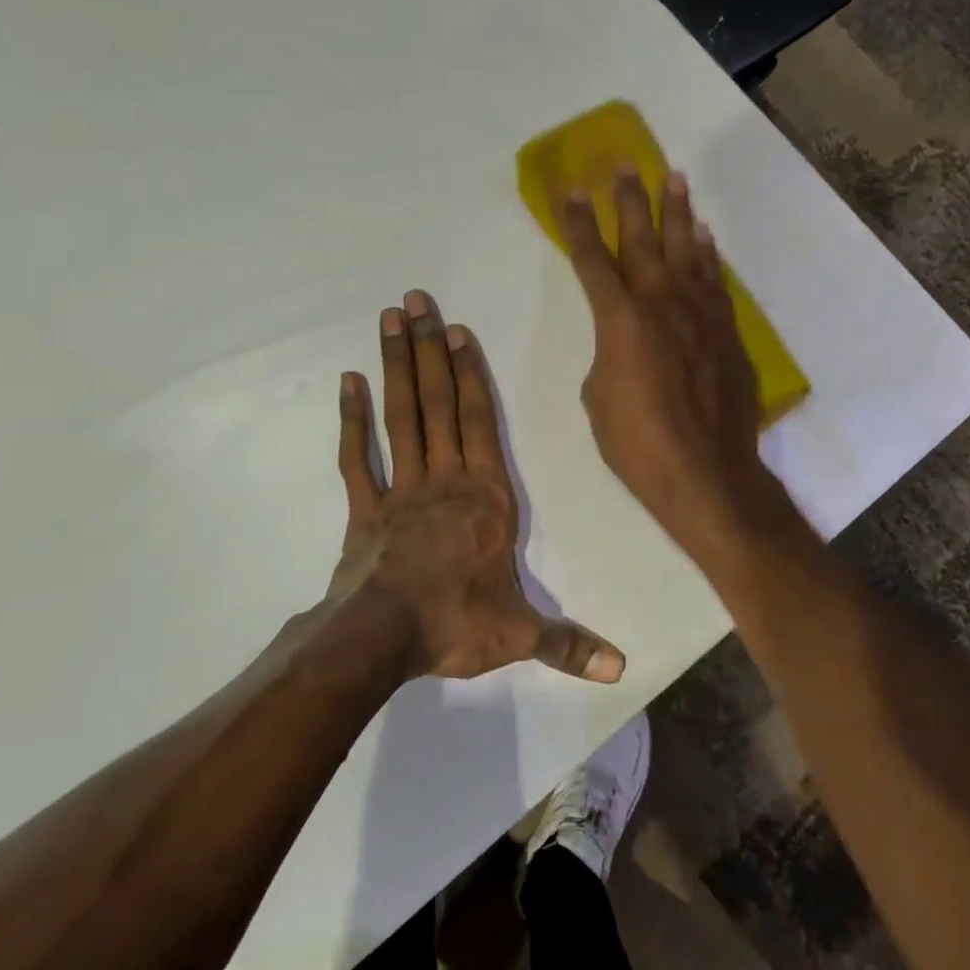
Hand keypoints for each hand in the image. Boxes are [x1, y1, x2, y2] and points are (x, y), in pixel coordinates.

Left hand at [328, 290, 623, 683]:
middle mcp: (445, 479)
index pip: (479, 423)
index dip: (470, 374)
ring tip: (390, 319)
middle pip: (436, 403)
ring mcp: (400, 489)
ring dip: (396, 366)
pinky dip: (352, 418)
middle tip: (416, 300)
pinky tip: (348, 381)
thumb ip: (568, 644)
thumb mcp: (519, 635)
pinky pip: (357, 455)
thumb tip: (621, 668)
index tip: (458, 331)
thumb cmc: (456, 624)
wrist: (381, 640)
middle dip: (429, 349)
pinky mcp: (364, 508)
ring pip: (400, 416)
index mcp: (486, 497)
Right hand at [558, 168, 790, 567]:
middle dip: (628, 199)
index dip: (578, 223)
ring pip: (686, 248)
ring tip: (673, 177)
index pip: (592, 259)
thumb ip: (607, 357)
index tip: (571, 190)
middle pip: (641, 238)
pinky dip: (707, 254)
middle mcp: (660, 301)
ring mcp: (699, 312)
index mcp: (619, 318)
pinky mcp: (726, 330)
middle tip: (624, 164)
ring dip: (677, 212)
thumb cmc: (638, 442)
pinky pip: (714, 279)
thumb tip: (622, 347)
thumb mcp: (599, 398)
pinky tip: (704, 236)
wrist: (706, 471)